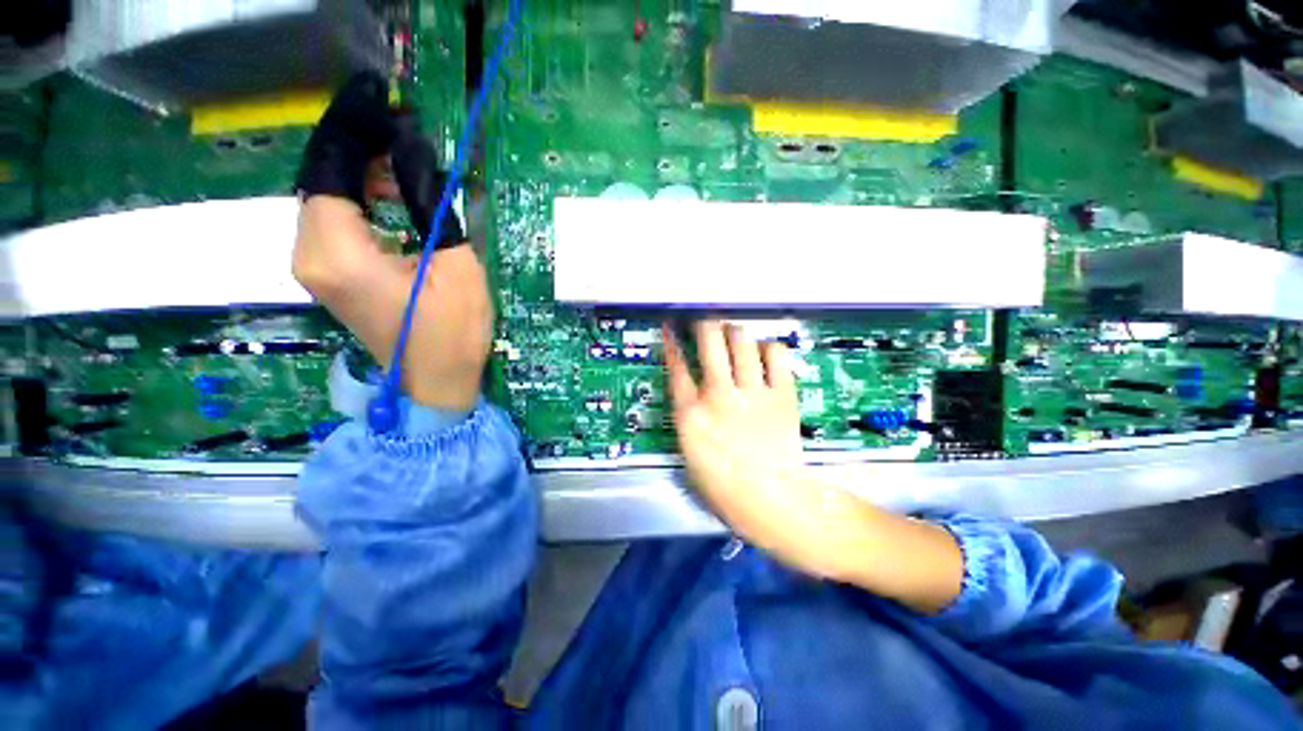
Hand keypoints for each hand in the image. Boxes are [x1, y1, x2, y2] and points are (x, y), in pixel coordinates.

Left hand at [293, 74, 488, 412]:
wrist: (436, 382)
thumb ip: (429, 202)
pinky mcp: (329, 275)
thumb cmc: (453, 330)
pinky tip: (391, 196)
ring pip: (326, 197)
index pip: (330, 166)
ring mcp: (314, 266)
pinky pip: (334, 221)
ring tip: (404, 164)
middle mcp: (308, 253)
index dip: (355, 129)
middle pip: (322, 178)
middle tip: (404, 134)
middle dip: (359, 147)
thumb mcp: (454, 263)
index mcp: (337, 250)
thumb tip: (412, 149)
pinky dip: (359, 199)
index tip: (382, 99)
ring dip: (361, 173)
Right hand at [664, 320, 828, 573]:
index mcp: (692, 414)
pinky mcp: (782, 394)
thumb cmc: (723, 483)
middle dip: (704, 324)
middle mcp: (719, 395)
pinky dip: (767, 348)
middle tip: (705, 323)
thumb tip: (689, 388)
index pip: (677, 366)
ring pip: (742, 341)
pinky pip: (776, 355)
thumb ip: (687, 414)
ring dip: (734, 332)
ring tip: (733, 334)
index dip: (672, 343)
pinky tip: (763, 353)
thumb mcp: (689, 450)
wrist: (770, 498)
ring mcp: (753, 392)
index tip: (672, 328)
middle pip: (709, 341)